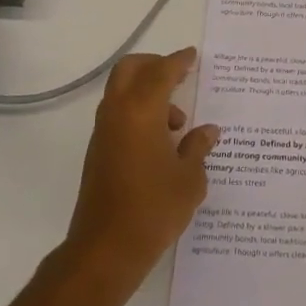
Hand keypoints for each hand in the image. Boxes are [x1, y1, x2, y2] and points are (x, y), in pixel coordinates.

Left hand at [66, 48, 218, 280]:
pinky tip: (162, 143)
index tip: (192, 56)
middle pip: (130, 70)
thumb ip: (198, 147)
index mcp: (141, 111)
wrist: (106, 250)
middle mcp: (117, 114)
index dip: (178, 61)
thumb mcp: (190, 177)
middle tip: (180, 77)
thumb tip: (207, 131)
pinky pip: (120, 116)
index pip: (161, 72)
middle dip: (154, 66)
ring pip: (122, 93)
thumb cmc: (154, 209)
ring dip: (148, 94)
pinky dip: (140, 114)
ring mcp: (104, 133)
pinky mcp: (98, 152)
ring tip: (178, 125)